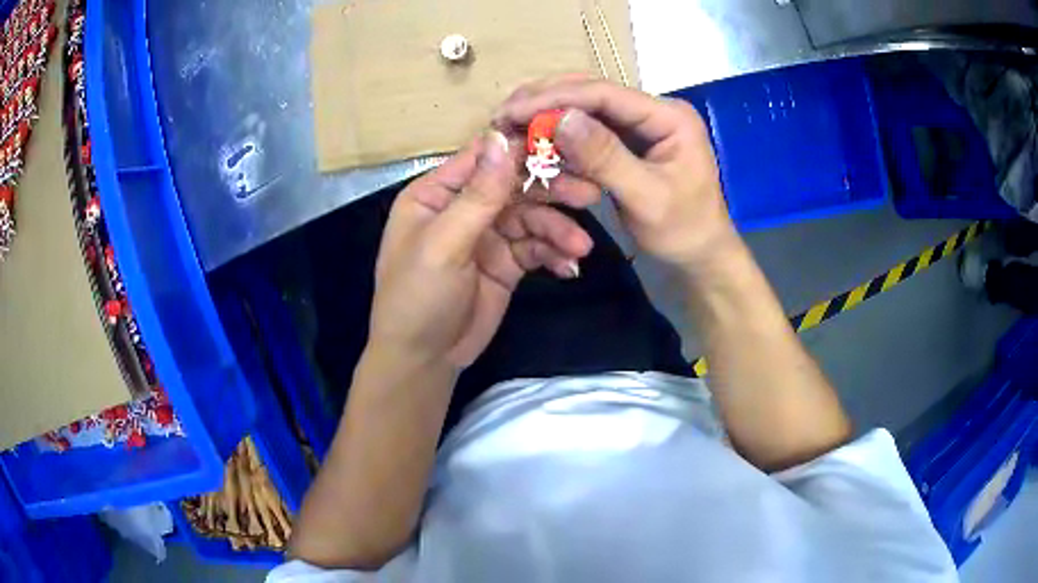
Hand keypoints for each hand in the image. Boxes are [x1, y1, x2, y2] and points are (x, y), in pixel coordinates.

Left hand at [369, 132, 592, 370]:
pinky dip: (554, 255)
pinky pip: (536, 249)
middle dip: (551, 191)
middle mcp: (464, 208)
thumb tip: (502, 138)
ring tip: (580, 247)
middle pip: (514, 186)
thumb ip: (478, 195)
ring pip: (531, 219)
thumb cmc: (418, 297)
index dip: (521, 149)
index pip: (483, 158)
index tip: (564, 144)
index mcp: (437, 193)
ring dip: (558, 230)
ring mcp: (487, 236)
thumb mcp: (444, 244)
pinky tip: (569, 267)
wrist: (424, 359)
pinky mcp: (507, 264)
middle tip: (589, 195)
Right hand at [495, 79, 738, 275]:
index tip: (512, 111)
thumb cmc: (683, 231)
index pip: (605, 94)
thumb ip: (606, 157)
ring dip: (549, 114)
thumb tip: (561, 119)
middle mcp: (654, 111)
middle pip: (593, 92)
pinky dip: (561, 135)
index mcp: (669, 116)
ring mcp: (642, 124)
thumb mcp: (646, 197)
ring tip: (511, 126)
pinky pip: (590, 130)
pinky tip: (536, 140)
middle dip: (546, 100)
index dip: (555, 98)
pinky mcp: (630, 141)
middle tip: (503, 116)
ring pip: (587, 108)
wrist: (701, 255)